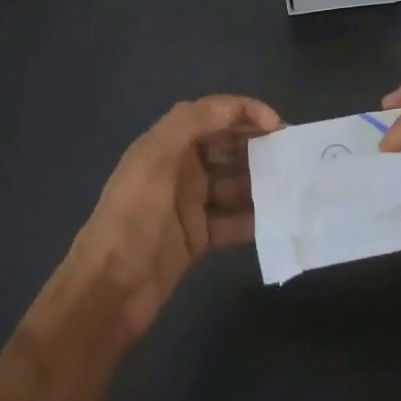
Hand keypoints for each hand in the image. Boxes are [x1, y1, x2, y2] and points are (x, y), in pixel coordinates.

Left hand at [62, 94, 281, 341]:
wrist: (107, 293)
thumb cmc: (131, 220)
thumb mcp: (153, 161)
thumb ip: (190, 123)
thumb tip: (234, 108)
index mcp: (166, 145)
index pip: (213, 114)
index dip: (246, 112)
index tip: (278, 127)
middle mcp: (180, 169)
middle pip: (228, 146)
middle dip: (260, 145)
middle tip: (294, 156)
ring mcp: (190, 205)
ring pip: (236, 184)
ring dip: (262, 183)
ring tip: (294, 187)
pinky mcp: (198, 238)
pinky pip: (234, 221)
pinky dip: (256, 219)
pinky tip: (280, 219)